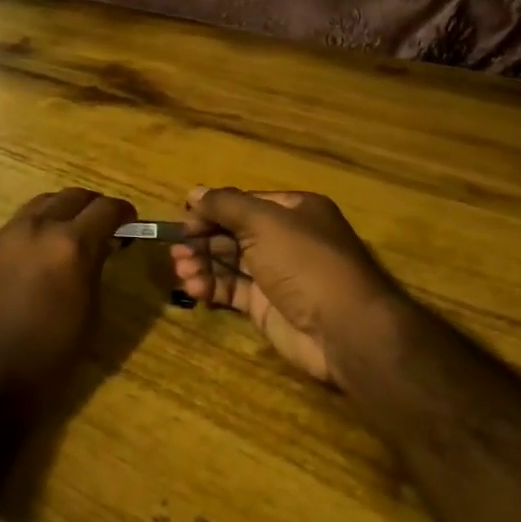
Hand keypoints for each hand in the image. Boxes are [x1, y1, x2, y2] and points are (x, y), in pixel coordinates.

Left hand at [0, 188, 135, 400]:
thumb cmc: (51, 355)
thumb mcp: (90, 312)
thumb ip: (97, 268)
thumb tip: (101, 246)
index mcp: (72, 245)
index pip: (107, 208)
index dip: (124, 212)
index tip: (130, 222)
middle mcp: (40, 228)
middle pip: (74, 196)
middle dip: (94, 206)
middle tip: (104, 225)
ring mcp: (9, 234)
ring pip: (44, 202)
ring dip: (64, 210)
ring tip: (72, 232)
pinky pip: (20, 221)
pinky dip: (39, 224)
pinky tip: (42, 248)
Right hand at [171, 187, 416, 390]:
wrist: (345, 329)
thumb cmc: (305, 262)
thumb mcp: (264, 222)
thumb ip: (226, 205)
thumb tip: (194, 192)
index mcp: (293, 211)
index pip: (243, 204)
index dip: (211, 211)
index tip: (182, 222)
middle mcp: (285, 239)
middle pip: (233, 233)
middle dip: (202, 240)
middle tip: (176, 251)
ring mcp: (276, 275)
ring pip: (229, 263)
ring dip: (202, 264)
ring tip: (182, 271)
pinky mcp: (266, 307)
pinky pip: (232, 291)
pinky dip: (211, 287)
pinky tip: (195, 289)